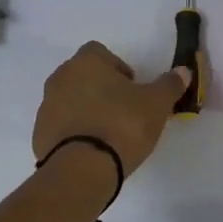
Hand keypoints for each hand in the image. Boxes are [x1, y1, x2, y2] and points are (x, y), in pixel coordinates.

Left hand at [33, 41, 192, 176]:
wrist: (83, 169)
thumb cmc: (122, 125)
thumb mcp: (157, 104)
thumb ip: (170, 84)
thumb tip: (182, 71)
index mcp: (86, 63)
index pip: (100, 52)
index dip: (118, 68)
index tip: (133, 89)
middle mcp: (60, 78)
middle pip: (83, 76)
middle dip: (101, 88)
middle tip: (124, 111)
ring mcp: (46, 107)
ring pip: (70, 100)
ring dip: (86, 110)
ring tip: (108, 133)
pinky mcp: (39, 134)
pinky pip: (60, 126)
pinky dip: (74, 132)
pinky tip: (92, 149)